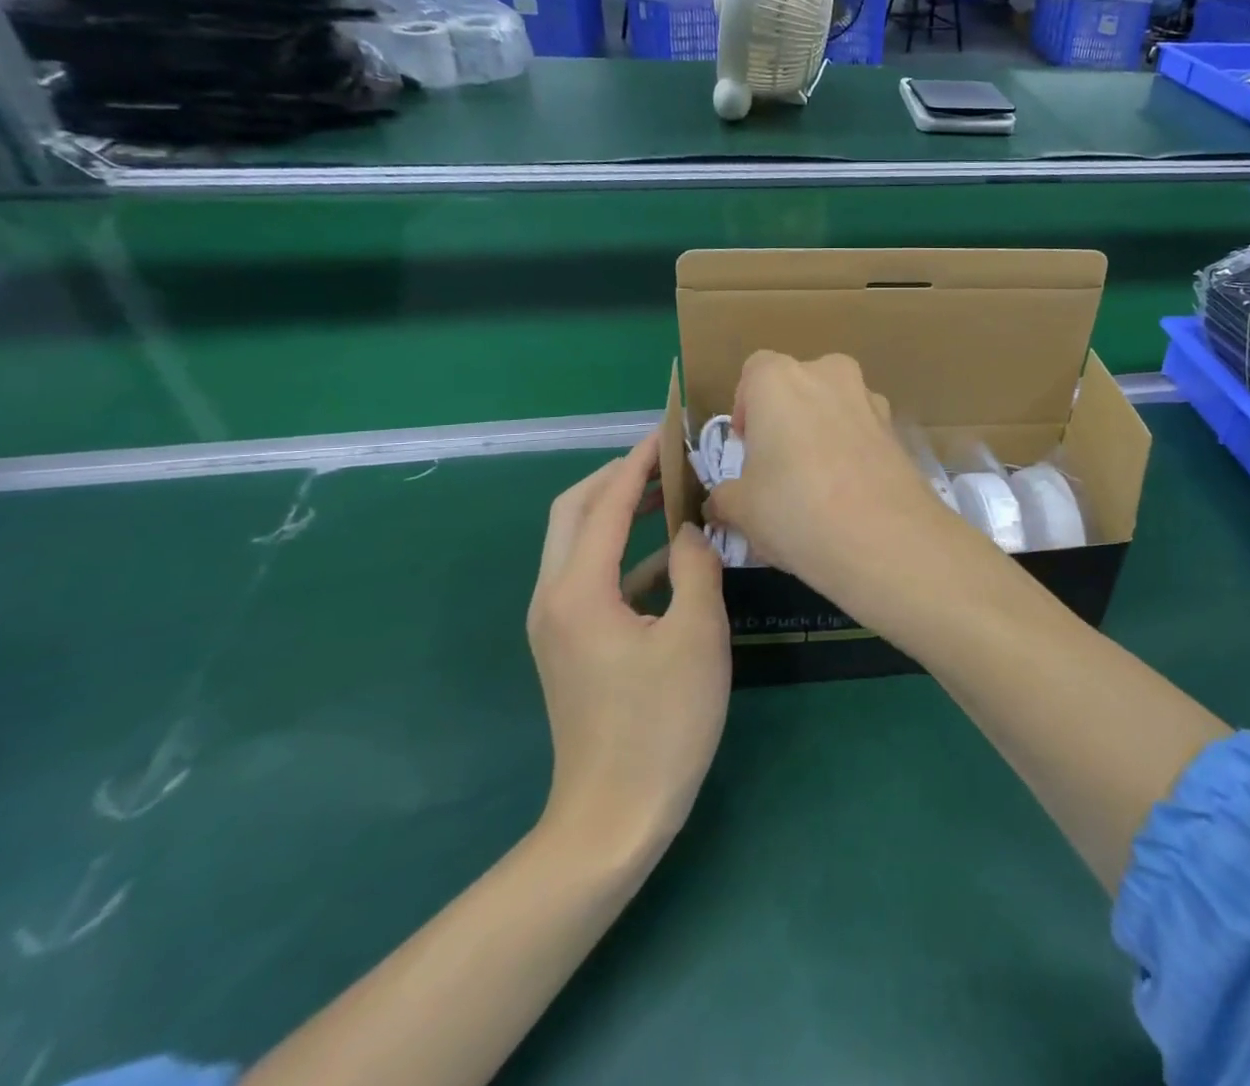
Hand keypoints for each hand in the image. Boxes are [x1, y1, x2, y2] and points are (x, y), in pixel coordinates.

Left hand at [527, 437, 729, 858]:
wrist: (612, 819)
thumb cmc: (661, 725)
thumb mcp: (696, 636)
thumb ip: (695, 567)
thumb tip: (690, 529)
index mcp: (578, 590)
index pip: (607, 501)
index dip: (639, 461)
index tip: (670, 430)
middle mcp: (553, 596)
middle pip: (574, 510)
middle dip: (617, 475)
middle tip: (667, 458)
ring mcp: (555, 621)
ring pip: (578, 541)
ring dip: (619, 510)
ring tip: (671, 493)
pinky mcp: (569, 642)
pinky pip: (591, 574)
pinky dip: (625, 552)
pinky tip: (670, 558)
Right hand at [707, 351, 962, 606]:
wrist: (886, 538)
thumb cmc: (795, 510)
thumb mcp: (741, 510)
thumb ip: (724, 497)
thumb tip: (720, 503)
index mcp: (779, 379)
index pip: (754, 372)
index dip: (746, 408)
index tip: (747, 448)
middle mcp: (828, 374)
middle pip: (799, 386)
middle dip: (787, 418)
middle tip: (779, 467)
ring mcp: (870, 398)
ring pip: (836, 406)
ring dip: (823, 432)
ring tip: (818, 485)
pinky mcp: (899, 430)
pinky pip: (864, 432)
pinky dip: (854, 451)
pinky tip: (851, 495)